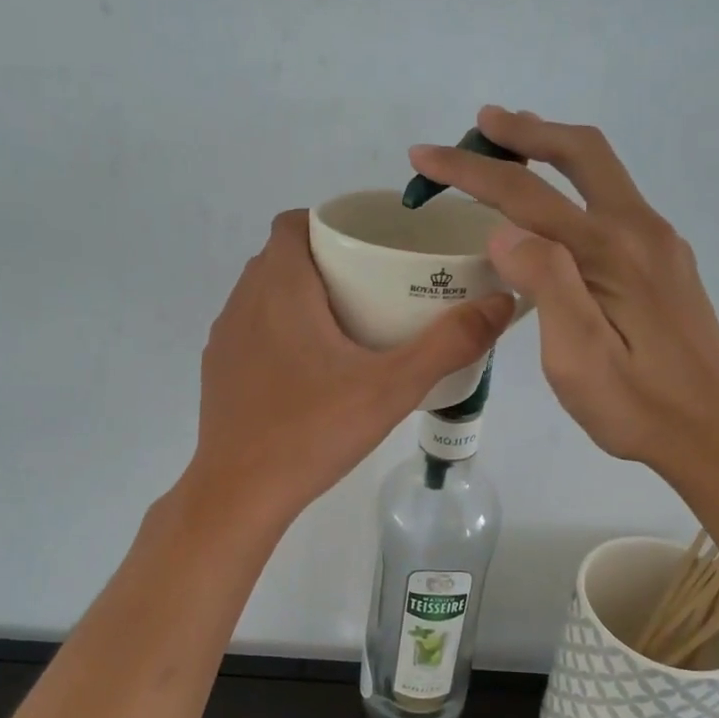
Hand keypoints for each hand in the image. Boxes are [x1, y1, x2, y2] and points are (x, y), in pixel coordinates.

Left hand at [187, 210, 514, 527]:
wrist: (239, 493)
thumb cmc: (313, 430)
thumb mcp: (392, 388)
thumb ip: (449, 343)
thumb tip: (501, 302)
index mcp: (279, 287)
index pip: (293, 224)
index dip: (329, 224)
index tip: (368, 245)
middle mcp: (243, 302)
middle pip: (281, 257)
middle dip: (324, 260)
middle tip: (372, 285)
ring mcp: (225, 339)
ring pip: (262, 294)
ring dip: (298, 296)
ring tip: (347, 324)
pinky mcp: (217, 372)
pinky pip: (251, 330)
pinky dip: (278, 330)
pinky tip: (310, 369)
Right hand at [407, 107, 718, 482]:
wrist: (718, 431)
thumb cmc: (638, 406)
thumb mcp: (578, 358)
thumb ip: (547, 284)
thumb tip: (504, 230)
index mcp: (610, 251)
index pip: (527, 193)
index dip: (470, 170)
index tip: (423, 155)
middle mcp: (639, 230)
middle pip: (581, 153)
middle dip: (526, 131)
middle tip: (482, 122)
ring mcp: (658, 243)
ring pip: (601, 172)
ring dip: (553, 150)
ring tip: (511, 146)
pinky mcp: (664, 262)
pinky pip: (612, 200)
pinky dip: (574, 182)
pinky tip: (556, 207)